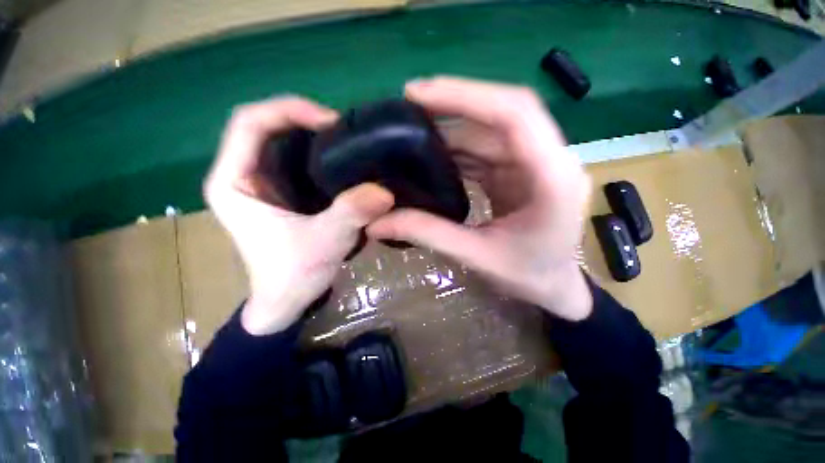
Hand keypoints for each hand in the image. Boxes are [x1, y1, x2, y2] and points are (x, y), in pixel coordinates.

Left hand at [206, 97, 393, 334]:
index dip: (289, 110)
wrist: (287, 301)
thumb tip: (385, 191)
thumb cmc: (293, 276)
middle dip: (304, 119)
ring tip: (347, 141)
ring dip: (312, 135)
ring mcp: (261, 184)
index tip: (331, 121)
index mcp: (233, 182)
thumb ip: (350, 214)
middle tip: (345, 130)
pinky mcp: (279, 194)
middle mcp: (241, 176)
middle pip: (266, 126)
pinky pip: (296, 160)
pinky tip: (343, 161)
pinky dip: (319, 154)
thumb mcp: (324, 244)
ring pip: (281, 141)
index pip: (249, 123)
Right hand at [367, 77, 592, 320]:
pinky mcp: (521, 171)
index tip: (420, 93)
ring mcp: (536, 163)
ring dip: (453, 127)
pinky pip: (487, 149)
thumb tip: (378, 223)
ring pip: (491, 130)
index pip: (515, 115)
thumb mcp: (477, 257)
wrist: (554, 286)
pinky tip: (433, 153)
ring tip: (413, 127)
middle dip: (455, 103)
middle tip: (409, 101)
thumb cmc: (528, 277)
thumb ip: (430, 234)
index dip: (467, 96)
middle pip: (503, 114)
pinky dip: (459, 149)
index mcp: (552, 179)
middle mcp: (550, 160)